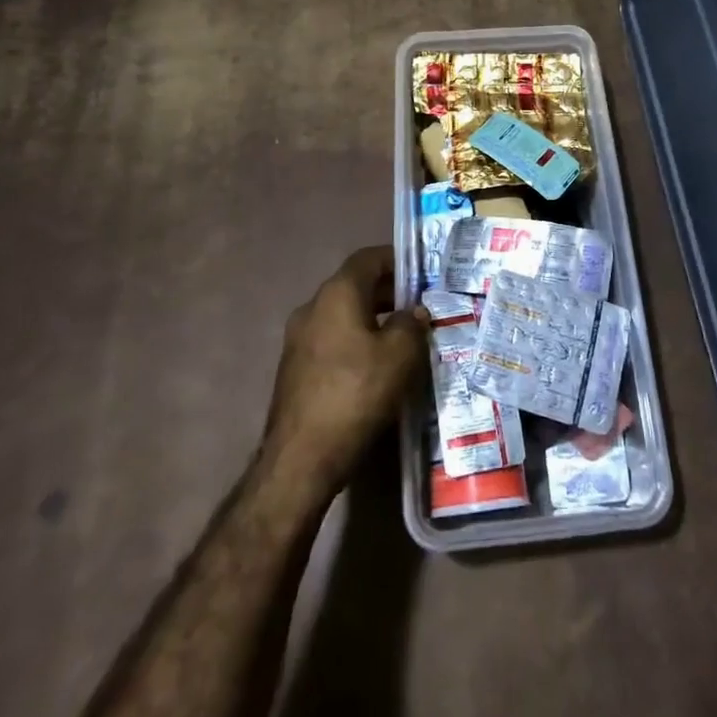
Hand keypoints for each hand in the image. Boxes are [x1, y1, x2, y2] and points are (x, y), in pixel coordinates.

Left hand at [262, 247, 428, 495]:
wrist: (301, 458)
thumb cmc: (356, 394)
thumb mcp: (400, 356)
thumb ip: (412, 325)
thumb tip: (414, 312)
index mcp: (337, 294)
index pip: (367, 258)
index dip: (396, 259)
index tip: (421, 271)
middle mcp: (312, 307)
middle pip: (354, 286)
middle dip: (388, 291)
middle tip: (419, 306)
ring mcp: (298, 339)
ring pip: (343, 315)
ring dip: (372, 318)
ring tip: (403, 338)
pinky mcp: (295, 368)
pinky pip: (332, 340)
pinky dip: (356, 341)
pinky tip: (376, 366)